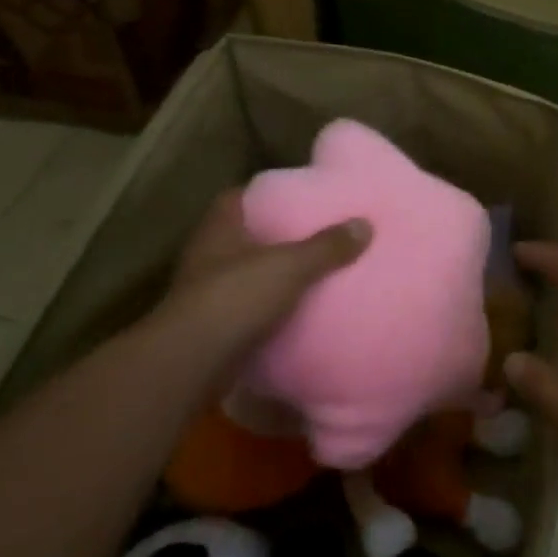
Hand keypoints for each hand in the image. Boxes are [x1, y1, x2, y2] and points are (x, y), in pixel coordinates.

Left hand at [146, 190, 369, 400]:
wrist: (192, 362)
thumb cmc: (235, 298)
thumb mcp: (290, 266)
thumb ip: (326, 247)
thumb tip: (365, 224)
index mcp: (219, 230)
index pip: (236, 198)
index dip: (262, 194)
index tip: (294, 196)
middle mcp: (207, 256)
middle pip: (241, 236)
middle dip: (272, 236)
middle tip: (311, 233)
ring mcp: (205, 293)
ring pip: (243, 275)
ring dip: (268, 276)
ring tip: (309, 273)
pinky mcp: (211, 328)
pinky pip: (245, 310)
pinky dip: (266, 310)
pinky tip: (293, 313)